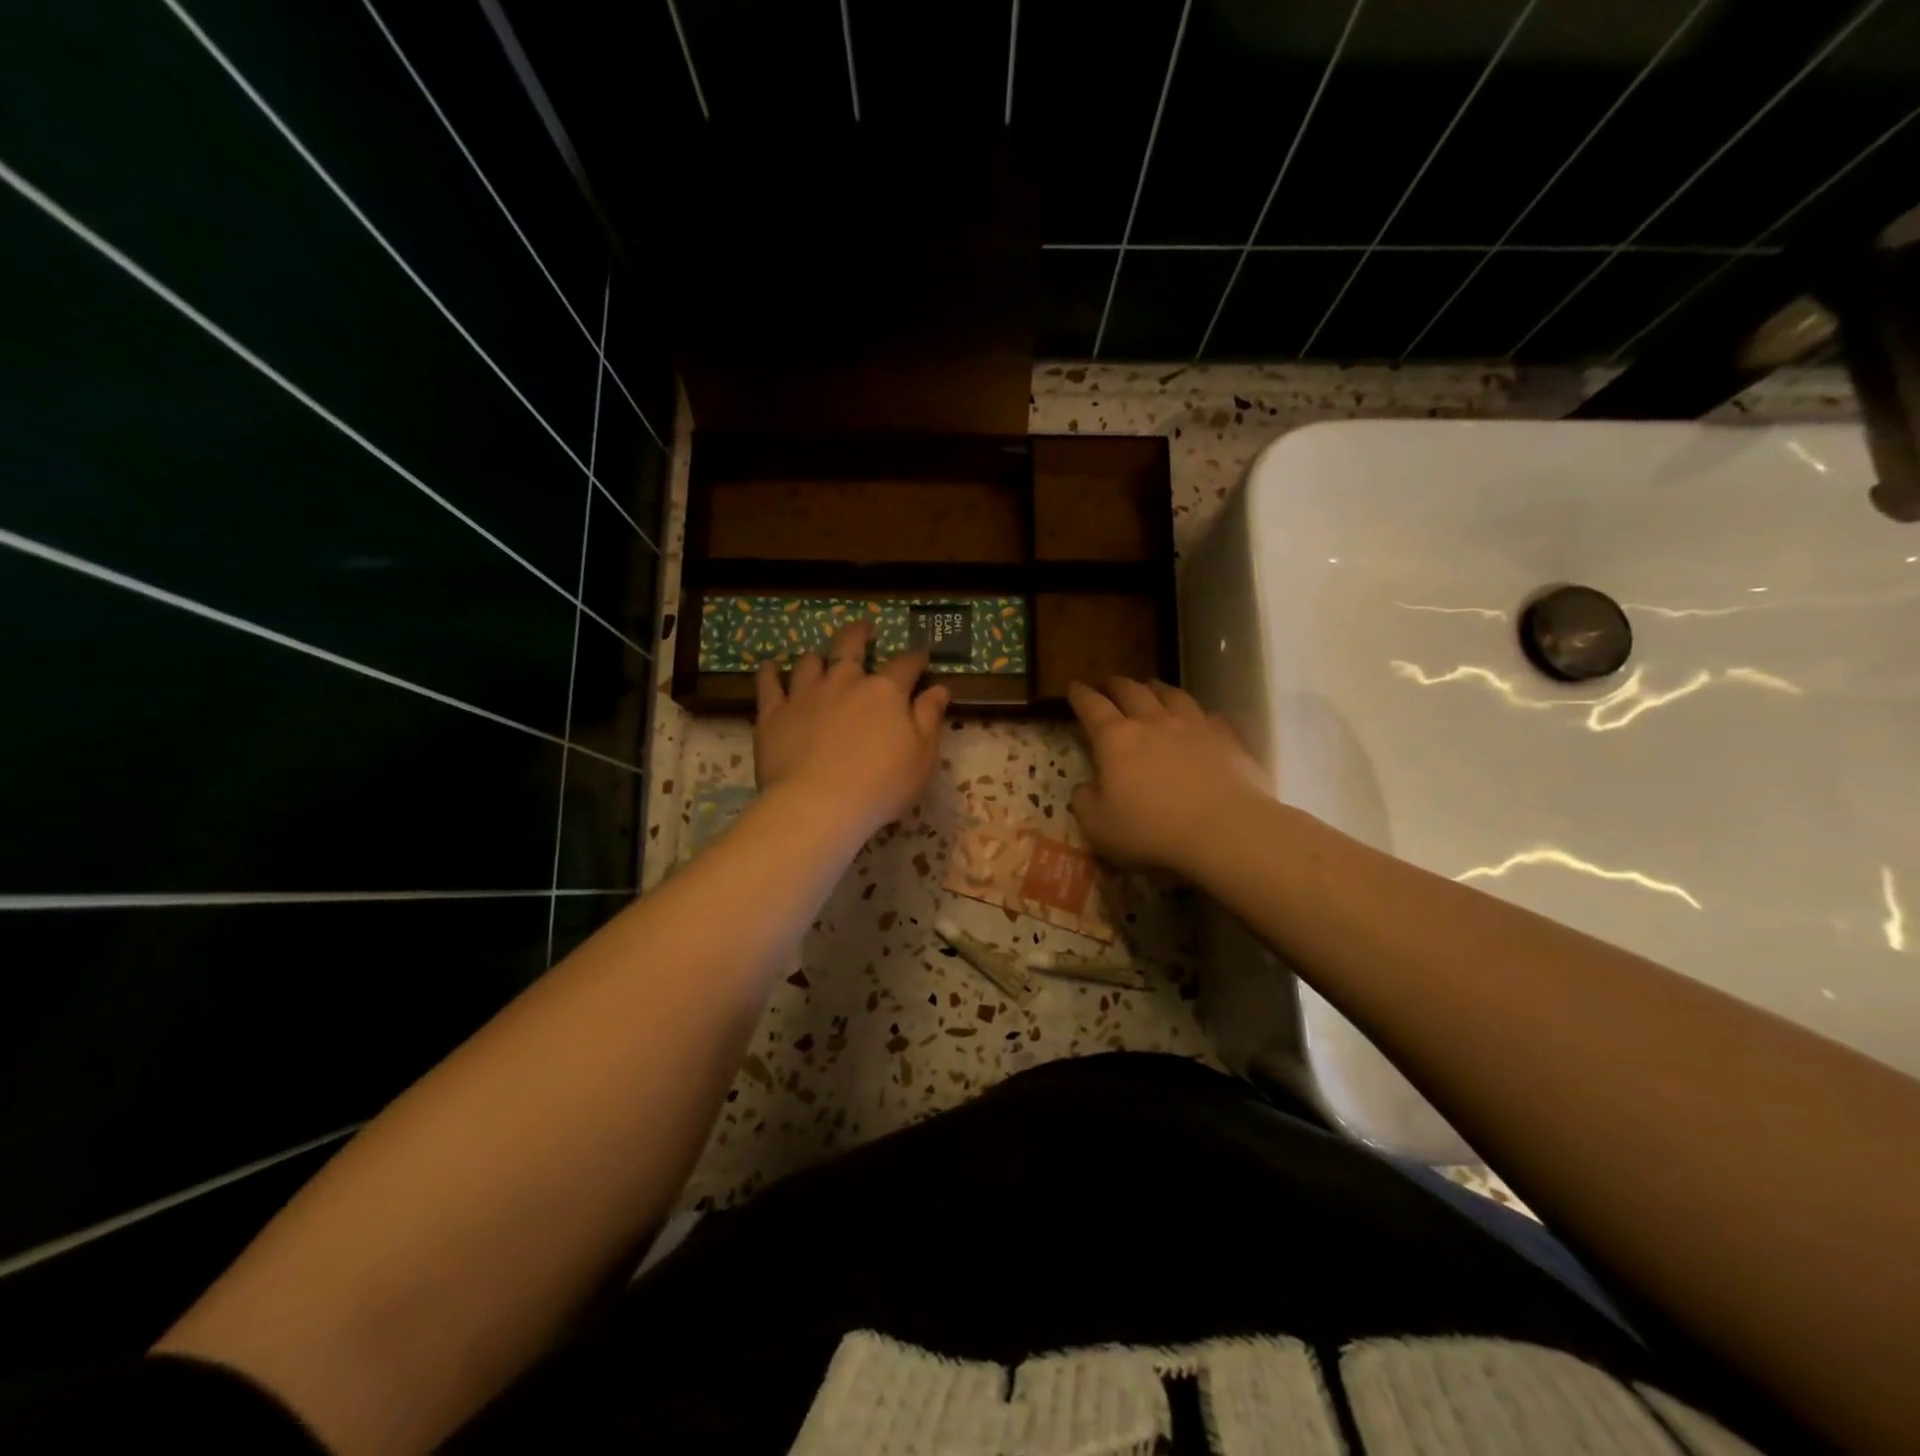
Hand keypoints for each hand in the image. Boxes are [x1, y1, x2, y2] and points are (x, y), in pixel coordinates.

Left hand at [754, 621, 949, 839]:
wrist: (817, 805)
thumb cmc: (880, 785)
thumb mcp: (922, 756)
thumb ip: (930, 718)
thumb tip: (939, 688)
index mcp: (884, 691)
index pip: (905, 665)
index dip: (915, 659)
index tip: (921, 658)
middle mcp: (844, 682)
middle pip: (850, 646)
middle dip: (859, 634)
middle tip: (864, 628)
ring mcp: (805, 695)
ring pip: (809, 662)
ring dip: (817, 657)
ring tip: (818, 657)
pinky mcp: (773, 714)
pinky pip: (768, 684)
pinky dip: (769, 673)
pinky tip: (769, 668)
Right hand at [1067, 678, 1270, 876]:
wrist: (1226, 830)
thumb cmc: (1152, 830)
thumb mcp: (1099, 826)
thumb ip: (1084, 802)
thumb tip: (1085, 787)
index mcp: (1116, 739)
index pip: (1091, 706)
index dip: (1080, 695)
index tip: (1073, 687)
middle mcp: (1153, 722)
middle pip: (1131, 691)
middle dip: (1115, 684)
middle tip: (1108, 683)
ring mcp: (1194, 726)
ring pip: (1171, 695)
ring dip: (1156, 688)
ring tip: (1151, 687)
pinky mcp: (1227, 738)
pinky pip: (1209, 716)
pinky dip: (1198, 714)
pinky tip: (1200, 719)